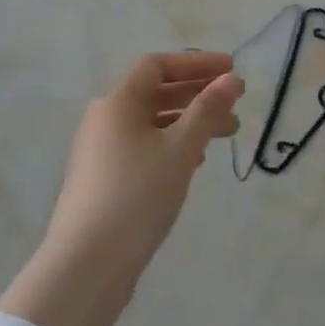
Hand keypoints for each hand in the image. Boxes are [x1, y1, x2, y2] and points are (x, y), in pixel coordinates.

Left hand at [0, 53, 243, 325]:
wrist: (88, 262)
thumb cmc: (138, 194)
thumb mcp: (180, 149)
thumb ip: (207, 110)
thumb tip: (231, 79)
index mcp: (118, 102)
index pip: (157, 65)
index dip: (196, 64)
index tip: (231, 70)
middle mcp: (105, 118)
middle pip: (155, 93)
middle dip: (198, 95)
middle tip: (235, 107)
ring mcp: (101, 150)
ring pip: (151, 123)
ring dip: (189, 123)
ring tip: (225, 136)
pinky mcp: (103, 178)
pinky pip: (143, 146)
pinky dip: (171, 145)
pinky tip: (194, 162)